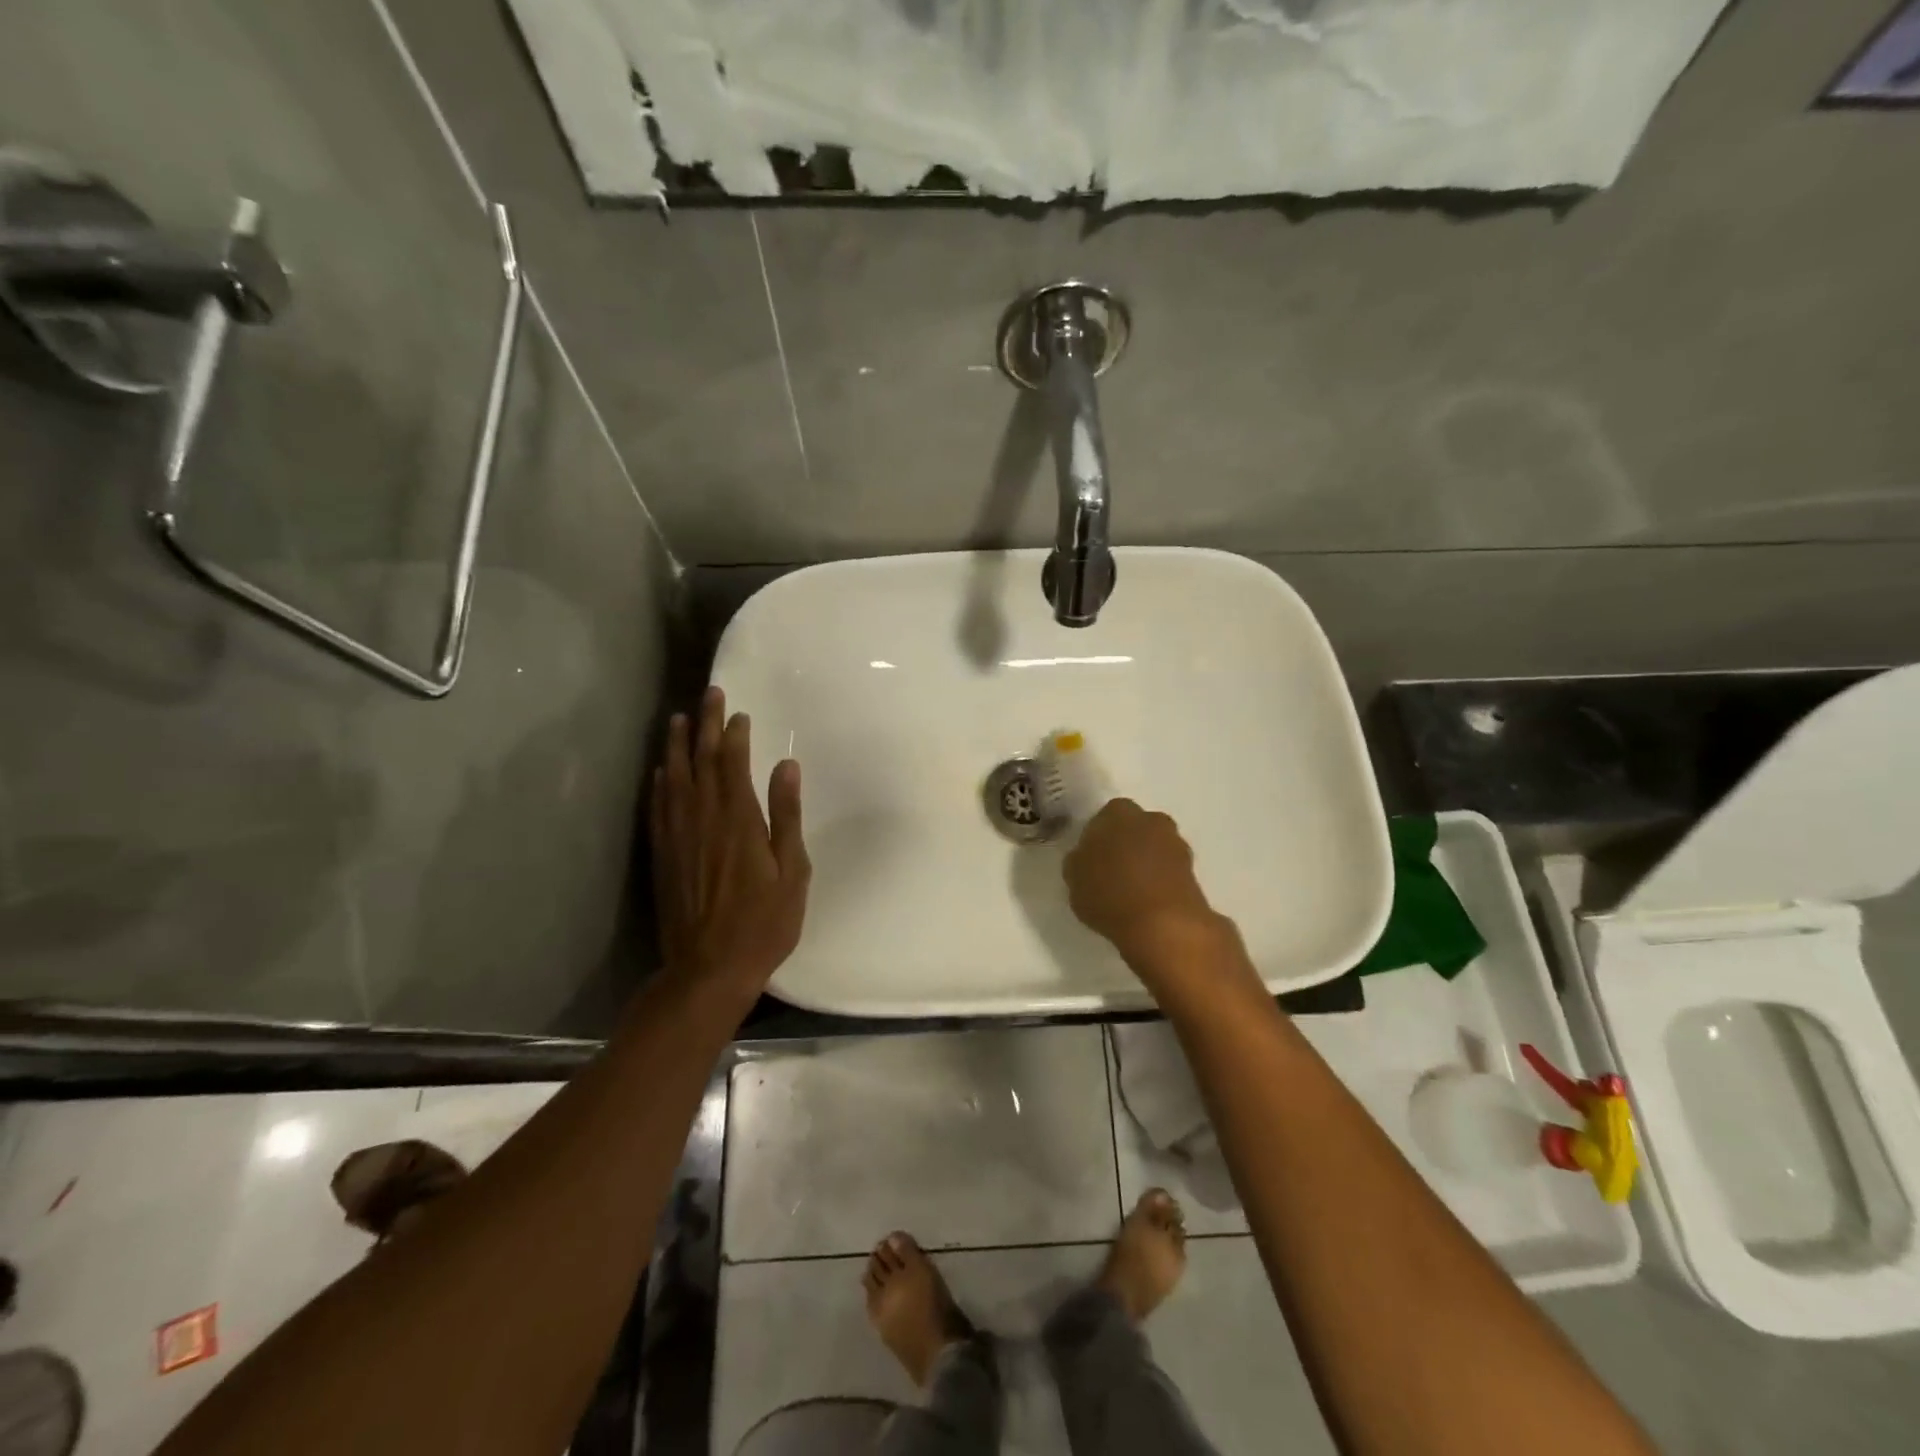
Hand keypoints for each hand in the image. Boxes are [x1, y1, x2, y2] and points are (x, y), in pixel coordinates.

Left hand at [652, 686, 809, 1004]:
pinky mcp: (662, 855)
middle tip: (709, 695)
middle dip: (706, 725)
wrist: (708, 969)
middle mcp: (703, 818)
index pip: (733, 763)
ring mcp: (678, 836)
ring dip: (678, 746)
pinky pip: (658, 807)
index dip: (735, 734)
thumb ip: (787, 815)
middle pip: (702, 761)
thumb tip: (786, 766)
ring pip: (675, 778)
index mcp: (738, 819)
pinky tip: (661, 771)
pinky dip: (660, 783)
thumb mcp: (792, 871)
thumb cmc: (763, 922)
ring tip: (678, 720)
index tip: (739, 712)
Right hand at [1063, 799, 1232, 981]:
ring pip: (1154, 847)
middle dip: (1125, 843)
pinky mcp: (1193, 871)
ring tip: (1130, 890)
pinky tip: (1147, 901)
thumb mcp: (1074, 878)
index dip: (1097, 837)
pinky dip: (1159, 880)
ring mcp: (1176, 844)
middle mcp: (1150, 819)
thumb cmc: (1110, 893)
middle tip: (1110, 871)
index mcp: (1118, 813)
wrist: (1163, 924)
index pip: (1104, 817)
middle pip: (1134, 827)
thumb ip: (1079, 860)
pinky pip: (1168, 870)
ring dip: (1145, 862)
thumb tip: (1085, 857)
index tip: (1090, 857)